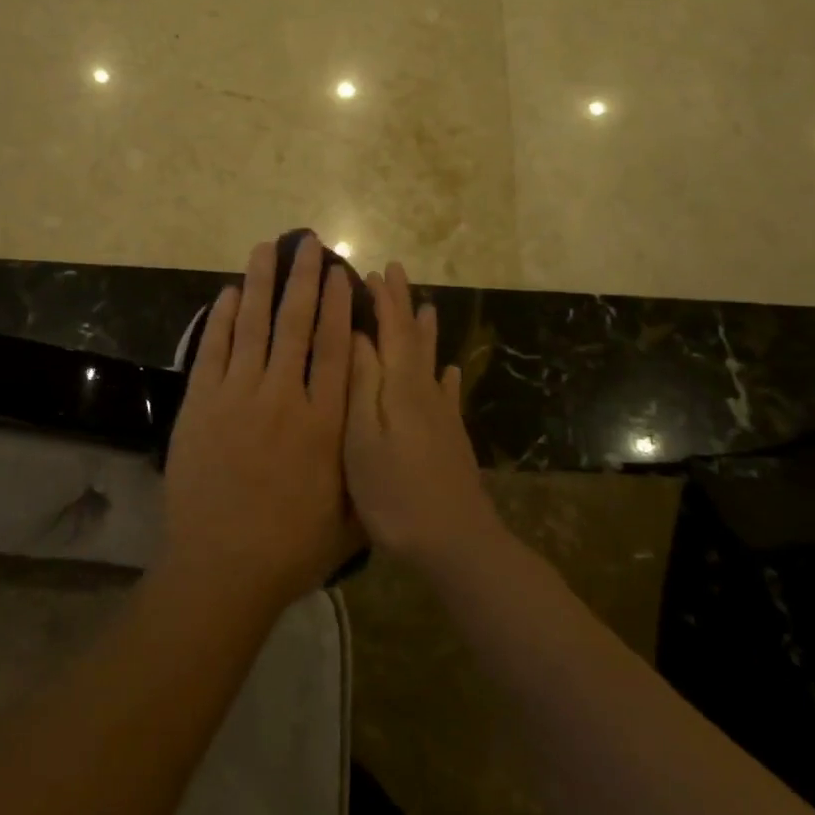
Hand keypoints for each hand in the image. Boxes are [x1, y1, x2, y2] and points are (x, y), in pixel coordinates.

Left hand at [160, 237, 362, 608]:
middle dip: (304, 280)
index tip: (341, 275)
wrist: (220, 569)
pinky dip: (222, 319)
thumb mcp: (350, 519)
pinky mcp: (201, 404)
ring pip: (254, 327)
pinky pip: (214, 350)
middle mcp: (284, 398)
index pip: (336, 350)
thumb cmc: (290, 549)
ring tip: (267, 248)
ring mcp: (238, 397)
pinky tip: (230, 293)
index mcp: (325, 423)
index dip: (340, 307)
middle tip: (308, 244)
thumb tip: (376, 434)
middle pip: (296, 325)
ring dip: (261, 284)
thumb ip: (364, 471)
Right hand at [344, 262, 500, 569]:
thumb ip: (361, 384)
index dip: (384, 300)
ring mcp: (441, 415)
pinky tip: (447, 371)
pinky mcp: (450, 437)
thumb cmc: (395, 493)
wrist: (455, 543)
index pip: (392, 330)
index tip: (373, 271)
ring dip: (424, 332)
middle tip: (394, 274)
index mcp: (401, 387)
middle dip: (403, 305)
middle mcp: (425, 392)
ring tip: (426, 307)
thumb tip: (359, 334)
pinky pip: (447, 393)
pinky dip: (444, 376)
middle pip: (413, 338)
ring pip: (430, 360)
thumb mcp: (363, 438)